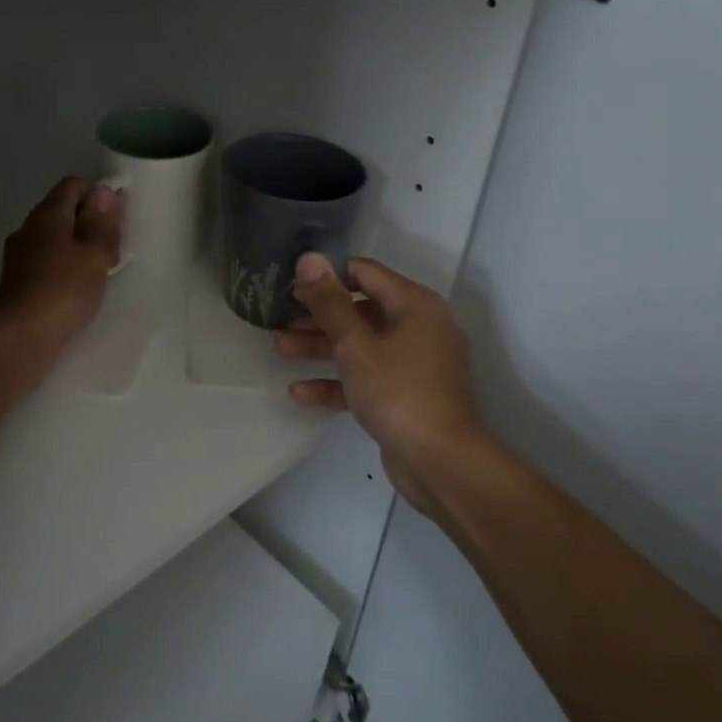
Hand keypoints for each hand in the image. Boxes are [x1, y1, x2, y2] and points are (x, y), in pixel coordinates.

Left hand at [0, 177, 121, 380]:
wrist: (21, 335)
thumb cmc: (64, 288)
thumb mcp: (94, 252)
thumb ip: (100, 220)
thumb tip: (102, 191)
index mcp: (48, 213)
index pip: (73, 185)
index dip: (98, 195)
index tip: (116, 221)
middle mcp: (30, 227)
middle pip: (66, 212)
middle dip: (93, 225)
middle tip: (113, 252)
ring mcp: (22, 254)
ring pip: (59, 238)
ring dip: (83, 248)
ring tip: (102, 273)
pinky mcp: (20, 279)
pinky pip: (50, 261)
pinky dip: (68, 267)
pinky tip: (81, 289)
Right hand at [273, 253, 488, 518]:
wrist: (442, 463)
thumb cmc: (398, 391)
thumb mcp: (356, 343)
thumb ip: (329, 302)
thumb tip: (309, 258)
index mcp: (413, 305)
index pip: (364, 273)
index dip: (326, 274)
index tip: (290, 283)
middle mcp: (417, 328)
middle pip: (359, 310)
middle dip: (318, 315)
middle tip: (279, 318)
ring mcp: (413, 364)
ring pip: (360, 345)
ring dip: (320, 346)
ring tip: (279, 347)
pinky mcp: (404, 396)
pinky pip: (365, 378)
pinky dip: (336, 381)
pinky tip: (299, 390)